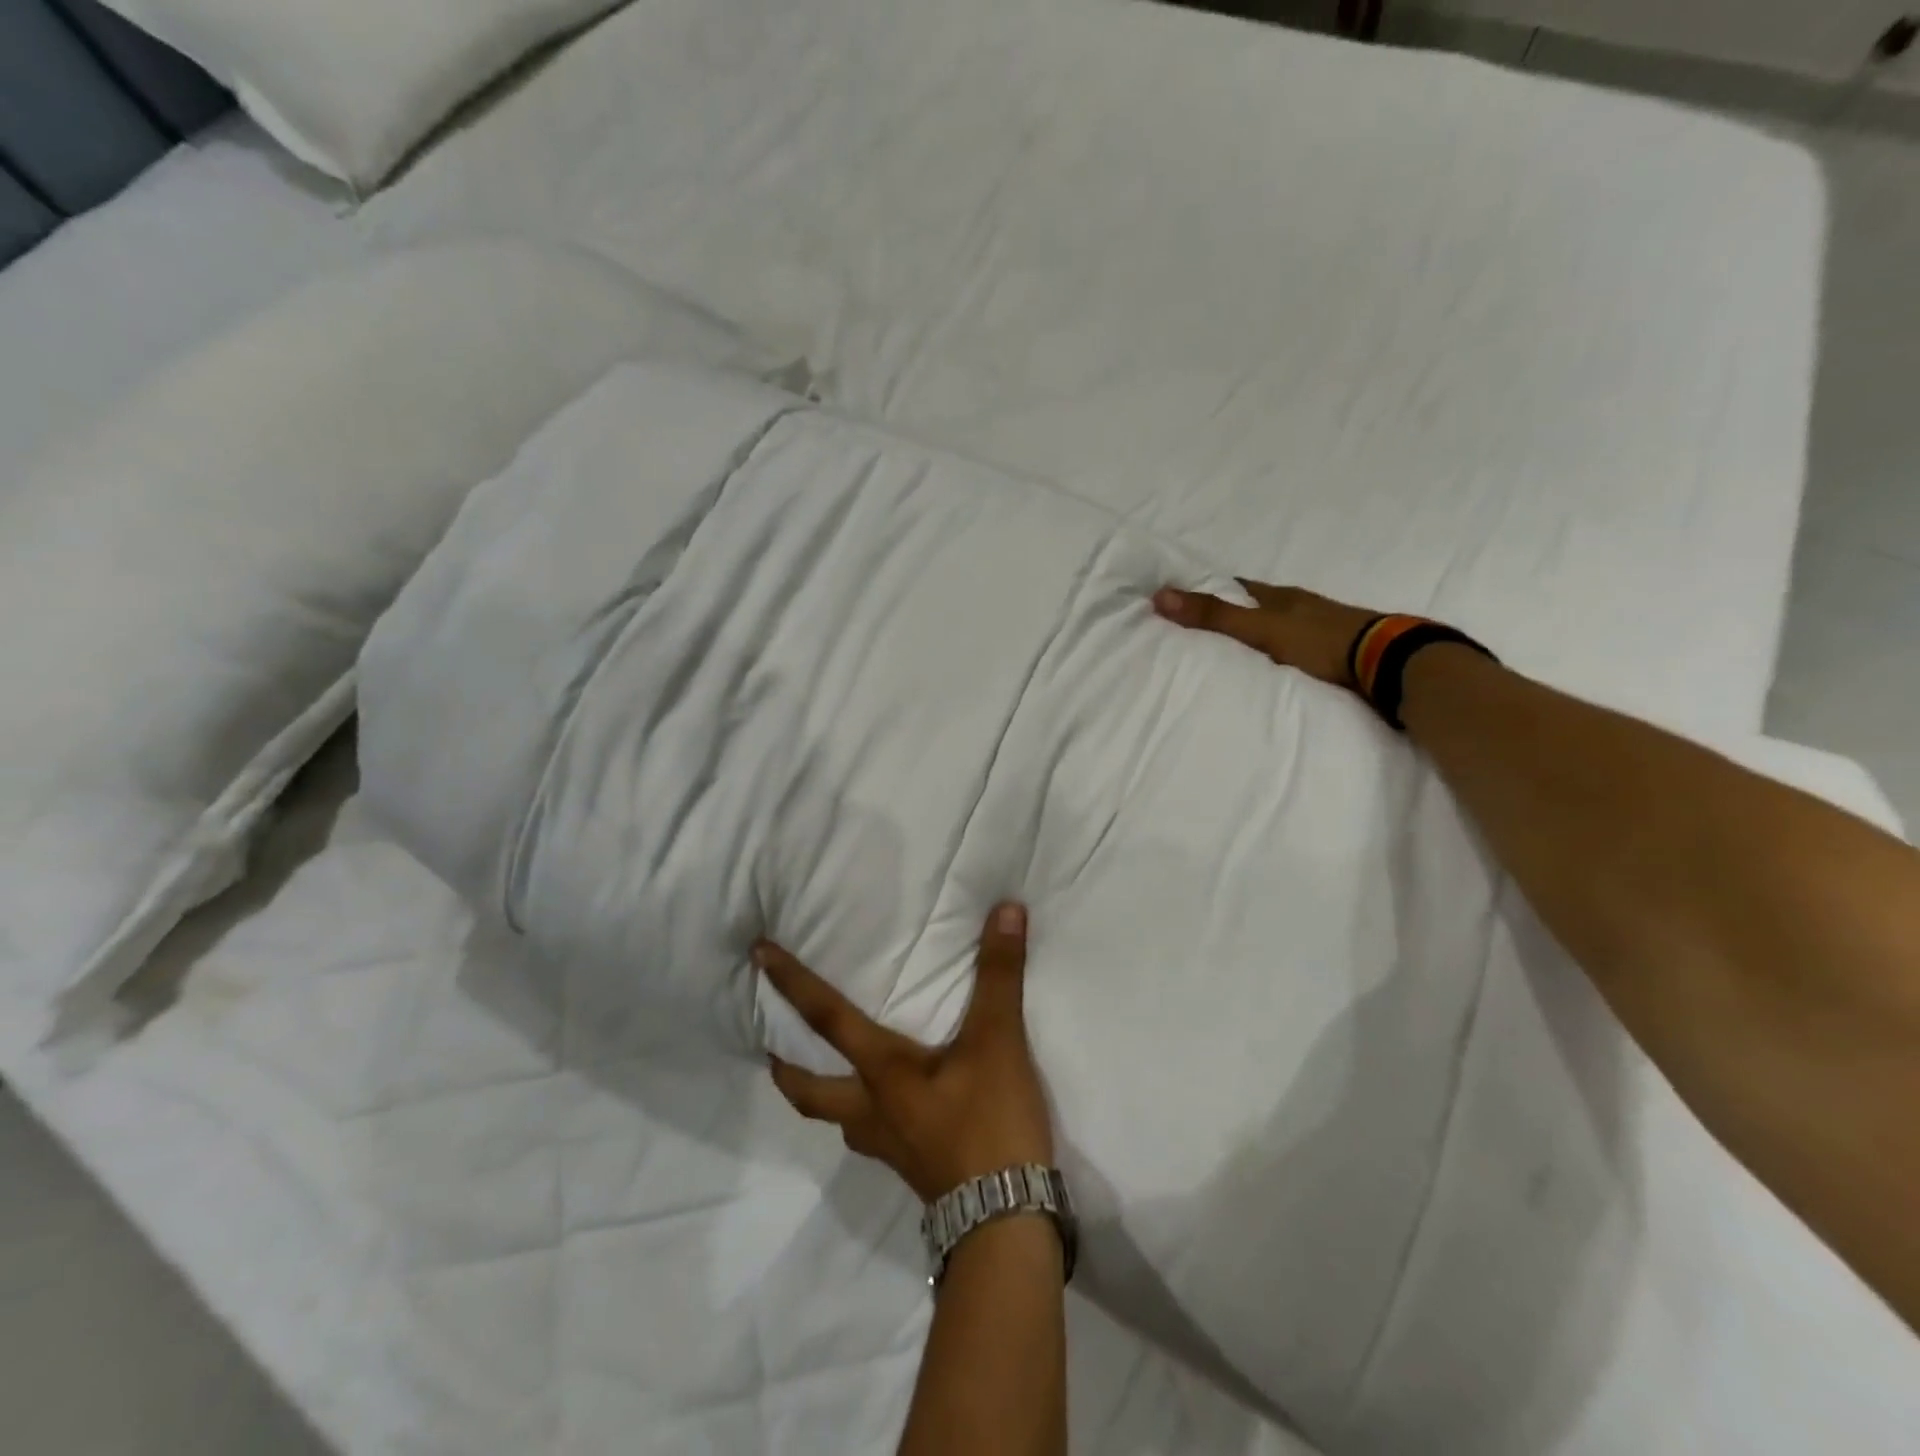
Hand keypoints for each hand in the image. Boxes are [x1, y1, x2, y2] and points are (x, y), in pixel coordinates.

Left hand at [758, 904, 1054, 1202]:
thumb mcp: (998, 1041)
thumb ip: (999, 974)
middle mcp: (873, 1111)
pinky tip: (894, 1113)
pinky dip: (868, 1118)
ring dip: (825, 1096)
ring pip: (841, 1119)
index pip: (826, 1019)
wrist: (1005, 1223)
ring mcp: (890, 1147)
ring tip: (836, 1076)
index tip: (757, 955)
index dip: (792, 982)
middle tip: (772, 1047)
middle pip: (810, 1094)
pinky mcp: (914, 1170)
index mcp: (882, 1073)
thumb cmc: (989, 1123)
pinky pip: (875, 1137)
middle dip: (786, 1068)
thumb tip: (1005, 909)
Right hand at [1153, 580, 1378, 690]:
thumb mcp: (1260, 628)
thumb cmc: (1319, 640)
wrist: (1387, 662)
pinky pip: (1298, 650)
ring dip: (1262, 635)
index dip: (1216, 590)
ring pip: (1281, 627)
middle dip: (1238, 613)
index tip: (1190, 596)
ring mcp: (1322, 629)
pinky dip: (1282, 655)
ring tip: (1236, 651)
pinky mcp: (1337, 653)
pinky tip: (1275, 668)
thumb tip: (1160, 595)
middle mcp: (1301, 607)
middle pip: (1261, 606)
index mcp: (1281, 597)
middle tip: (1208, 626)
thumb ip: (1214, 616)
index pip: (1241, 587)